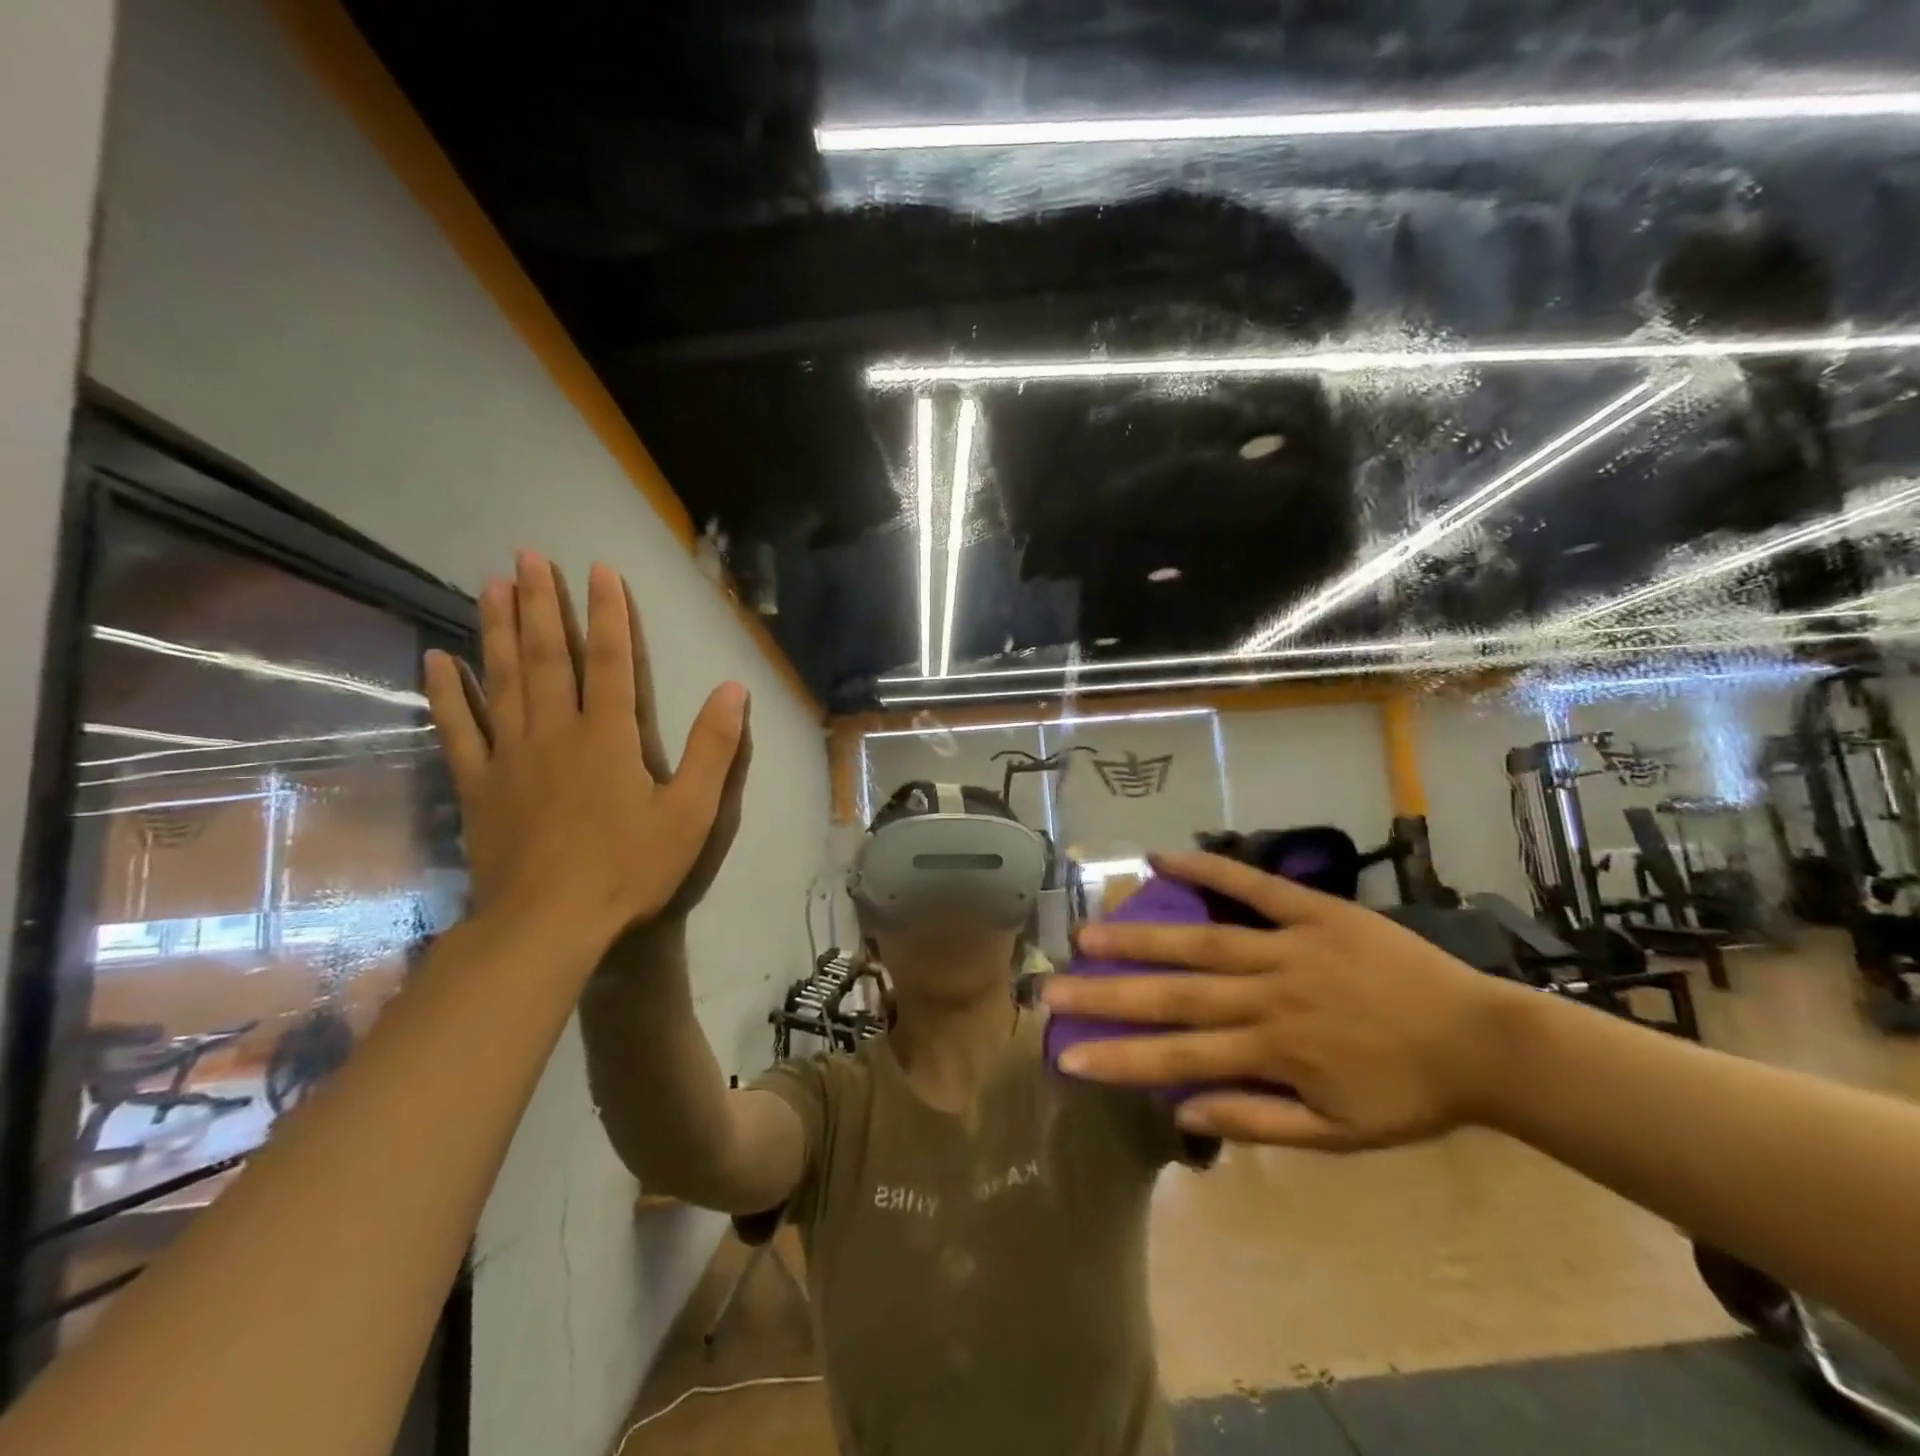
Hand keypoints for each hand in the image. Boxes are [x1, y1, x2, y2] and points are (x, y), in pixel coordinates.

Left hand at [424, 553, 746, 945]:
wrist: (547, 924)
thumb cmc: (628, 868)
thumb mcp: (691, 813)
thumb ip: (714, 749)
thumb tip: (734, 689)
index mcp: (609, 736)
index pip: (611, 661)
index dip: (608, 613)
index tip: (597, 569)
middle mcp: (556, 731)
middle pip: (547, 657)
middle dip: (541, 604)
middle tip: (526, 556)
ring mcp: (510, 756)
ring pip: (501, 679)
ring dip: (495, 629)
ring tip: (489, 585)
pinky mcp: (478, 784)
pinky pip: (459, 729)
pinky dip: (447, 693)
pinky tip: (437, 660)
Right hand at [1040, 851, 1523, 1149]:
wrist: (1483, 1041)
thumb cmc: (1407, 1094)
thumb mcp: (1338, 1135)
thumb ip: (1257, 1123)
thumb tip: (1181, 1110)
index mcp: (1272, 1051)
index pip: (1178, 1057)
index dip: (1120, 1057)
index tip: (1067, 1056)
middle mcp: (1269, 996)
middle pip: (1176, 994)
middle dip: (1108, 992)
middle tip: (1052, 984)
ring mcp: (1289, 947)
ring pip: (1201, 941)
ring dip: (1140, 937)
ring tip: (1088, 931)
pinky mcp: (1313, 911)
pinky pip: (1253, 885)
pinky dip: (1207, 867)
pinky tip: (1162, 855)